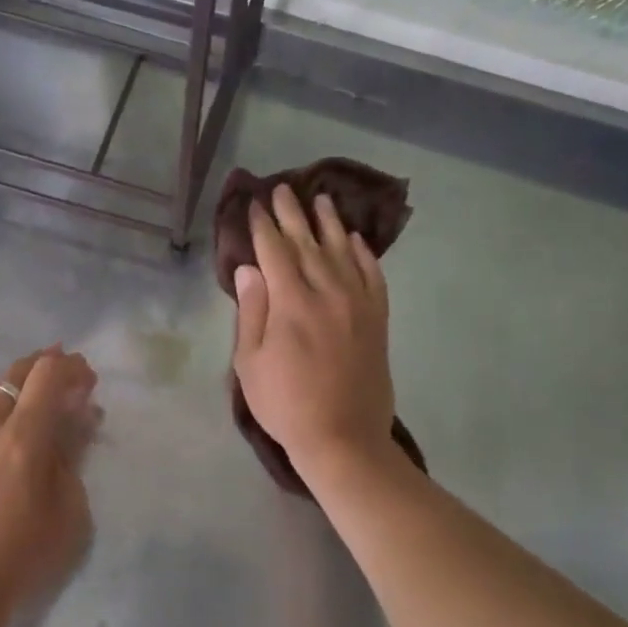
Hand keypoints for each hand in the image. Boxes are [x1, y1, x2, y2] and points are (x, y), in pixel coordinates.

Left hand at [0, 347, 98, 626]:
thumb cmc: (21, 560)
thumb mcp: (68, 512)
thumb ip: (73, 454)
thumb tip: (81, 415)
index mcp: (21, 440)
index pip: (46, 375)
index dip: (71, 368)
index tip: (87, 378)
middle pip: (12, 373)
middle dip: (43, 366)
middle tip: (65, 378)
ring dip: (14, 387)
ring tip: (33, 402)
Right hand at [232, 184, 395, 474]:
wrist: (343, 437)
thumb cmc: (285, 404)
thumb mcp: (250, 363)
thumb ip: (251, 311)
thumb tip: (249, 269)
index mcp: (291, 303)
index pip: (274, 251)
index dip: (262, 226)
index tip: (254, 204)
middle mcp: (328, 292)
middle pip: (308, 243)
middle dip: (292, 214)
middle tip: (283, 189)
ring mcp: (358, 304)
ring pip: (343, 251)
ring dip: (330, 223)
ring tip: (322, 199)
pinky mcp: (378, 319)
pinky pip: (374, 275)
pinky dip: (365, 254)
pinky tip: (356, 241)